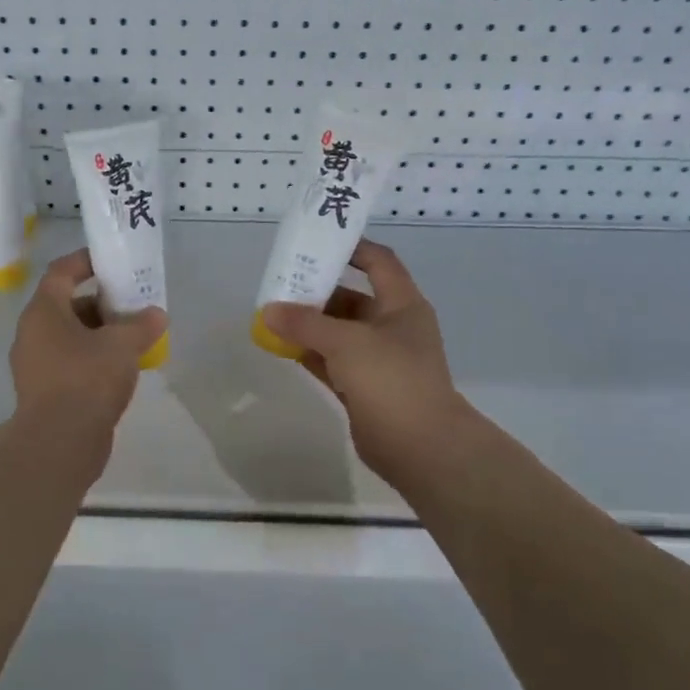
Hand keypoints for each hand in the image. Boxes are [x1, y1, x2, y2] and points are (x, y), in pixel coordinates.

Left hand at [10, 248, 167, 439]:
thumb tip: (156, 314)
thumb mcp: (122, 344)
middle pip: (67, 304)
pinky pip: (71, 362)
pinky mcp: (45, 392)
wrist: (60, 443)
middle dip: (101, 301)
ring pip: (70, 336)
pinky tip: (122, 368)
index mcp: (43, 312)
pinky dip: (94, 358)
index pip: (61, 272)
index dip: (86, 261)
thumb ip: (142, 324)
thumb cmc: (87, 379)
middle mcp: (33, 333)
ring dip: (100, 332)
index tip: (112, 260)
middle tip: (132, 302)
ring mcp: (36, 365)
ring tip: (134, 335)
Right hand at [259, 240, 474, 487]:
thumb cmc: (391, 379)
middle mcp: (392, 328)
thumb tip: (268, 310)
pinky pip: (332, 362)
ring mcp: (379, 360)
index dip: (352, 247)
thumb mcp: (346, 342)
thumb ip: (305, 324)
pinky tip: (282, 347)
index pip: (379, 262)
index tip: (317, 242)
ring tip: (273, 314)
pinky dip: (310, 353)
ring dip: (310, 325)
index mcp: (402, 305)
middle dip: (319, 291)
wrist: (421, 446)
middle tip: (282, 284)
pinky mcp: (364, 388)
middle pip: (352, 298)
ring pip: (339, 332)